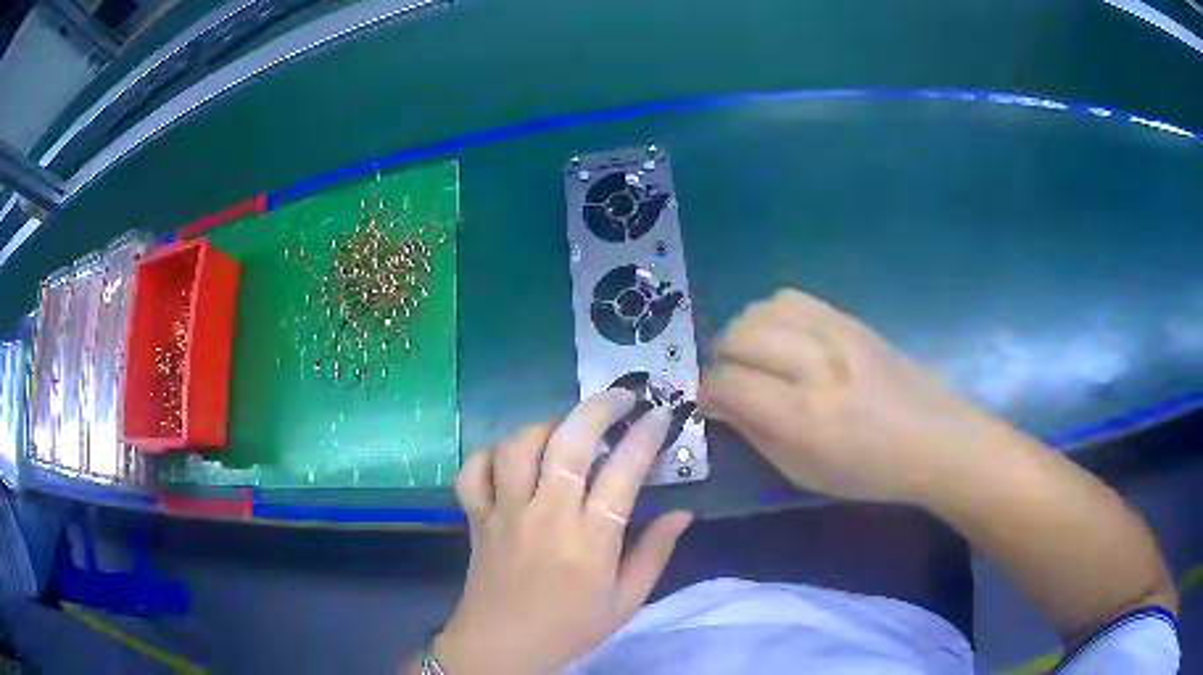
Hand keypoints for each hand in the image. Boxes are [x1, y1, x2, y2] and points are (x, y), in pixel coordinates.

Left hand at [433, 390, 692, 673]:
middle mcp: (546, 515)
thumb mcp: (626, 601)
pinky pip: (473, 470)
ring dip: (546, 425)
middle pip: (568, 443)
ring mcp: (505, 512)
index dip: (646, 435)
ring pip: (518, 446)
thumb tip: (682, 512)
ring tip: (566, 427)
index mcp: (590, 540)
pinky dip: (489, 453)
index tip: (662, 414)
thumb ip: (655, 554)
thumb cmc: (570, 627)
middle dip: (598, 408)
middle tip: (621, 397)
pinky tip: (510, 456)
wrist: (501, 647)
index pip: (623, 471)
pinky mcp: (475, 516)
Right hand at [699, 289, 1010, 503]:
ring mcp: (834, 334)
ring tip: (754, 355)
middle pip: (738, 337)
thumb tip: (718, 402)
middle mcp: (814, 365)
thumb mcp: (803, 472)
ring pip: (760, 311)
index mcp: (802, 416)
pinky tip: (782, 336)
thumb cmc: (867, 470)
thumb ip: (754, 433)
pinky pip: (790, 297)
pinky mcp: (849, 318)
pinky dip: (772, 314)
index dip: (708, 392)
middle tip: (732, 380)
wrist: (933, 437)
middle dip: (721, 359)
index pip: (728, 384)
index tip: (711, 403)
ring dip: (744, 333)